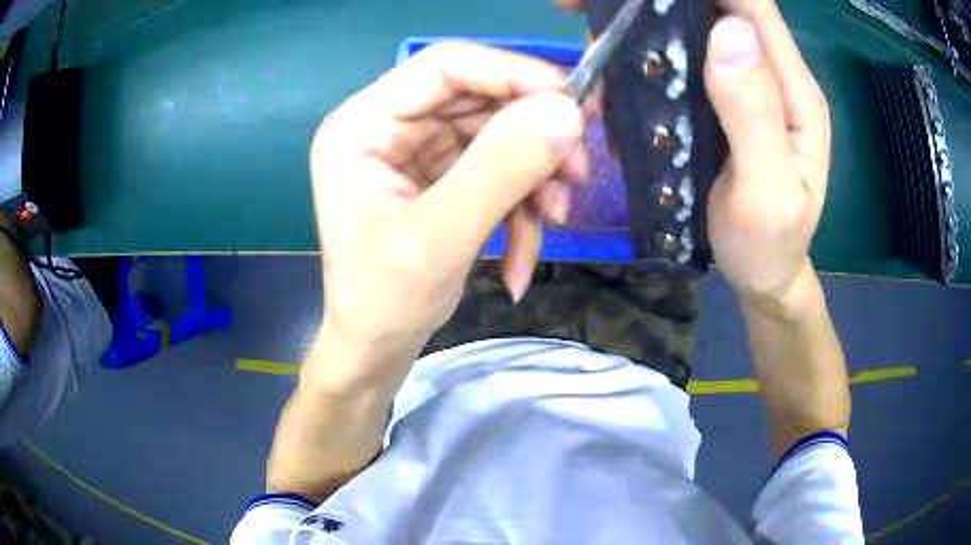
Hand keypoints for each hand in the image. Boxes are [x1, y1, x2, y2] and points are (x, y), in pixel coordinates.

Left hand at [309, 43, 586, 365]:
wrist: (375, 350)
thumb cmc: (385, 301)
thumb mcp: (442, 237)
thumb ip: (502, 168)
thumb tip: (565, 112)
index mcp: (363, 125)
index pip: (445, 66)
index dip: (513, 73)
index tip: (572, 103)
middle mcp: (388, 127)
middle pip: (477, 99)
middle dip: (532, 137)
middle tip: (579, 171)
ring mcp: (415, 152)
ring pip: (495, 137)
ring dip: (533, 178)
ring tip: (555, 220)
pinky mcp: (439, 178)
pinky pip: (494, 173)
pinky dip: (518, 209)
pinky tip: (521, 259)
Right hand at [556, 0, 829, 304]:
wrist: (765, 274)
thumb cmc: (769, 246)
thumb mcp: (768, 194)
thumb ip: (755, 115)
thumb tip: (728, 31)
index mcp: (794, 90)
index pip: (752, 5)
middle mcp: (771, 73)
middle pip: (718, 4)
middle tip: (587, 5)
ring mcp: (746, 82)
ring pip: (695, 24)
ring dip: (646, 21)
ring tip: (599, 40)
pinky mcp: (722, 96)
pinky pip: (683, 54)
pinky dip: (647, 47)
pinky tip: (618, 65)